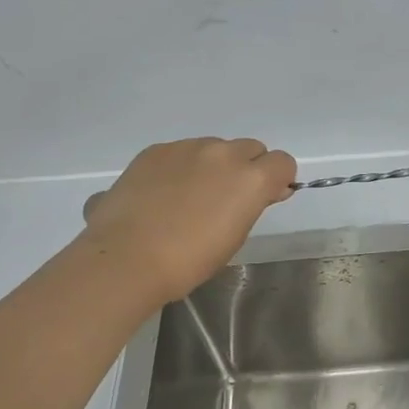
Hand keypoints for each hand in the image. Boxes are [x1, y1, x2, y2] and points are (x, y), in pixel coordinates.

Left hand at [82, 136, 296, 302]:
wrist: (126, 258)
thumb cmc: (189, 260)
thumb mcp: (235, 236)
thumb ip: (253, 205)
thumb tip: (265, 191)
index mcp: (251, 178)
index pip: (283, 162)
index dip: (277, 179)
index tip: (265, 198)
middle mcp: (224, 153)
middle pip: (250, 149)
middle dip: (247, 168)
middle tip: (226, 199)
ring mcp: (187, 147)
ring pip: (214, 147)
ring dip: (213, 165)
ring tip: (188, 198)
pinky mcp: (156, 150)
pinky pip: (181, 152)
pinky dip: (181, 167)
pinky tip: (162, 194)